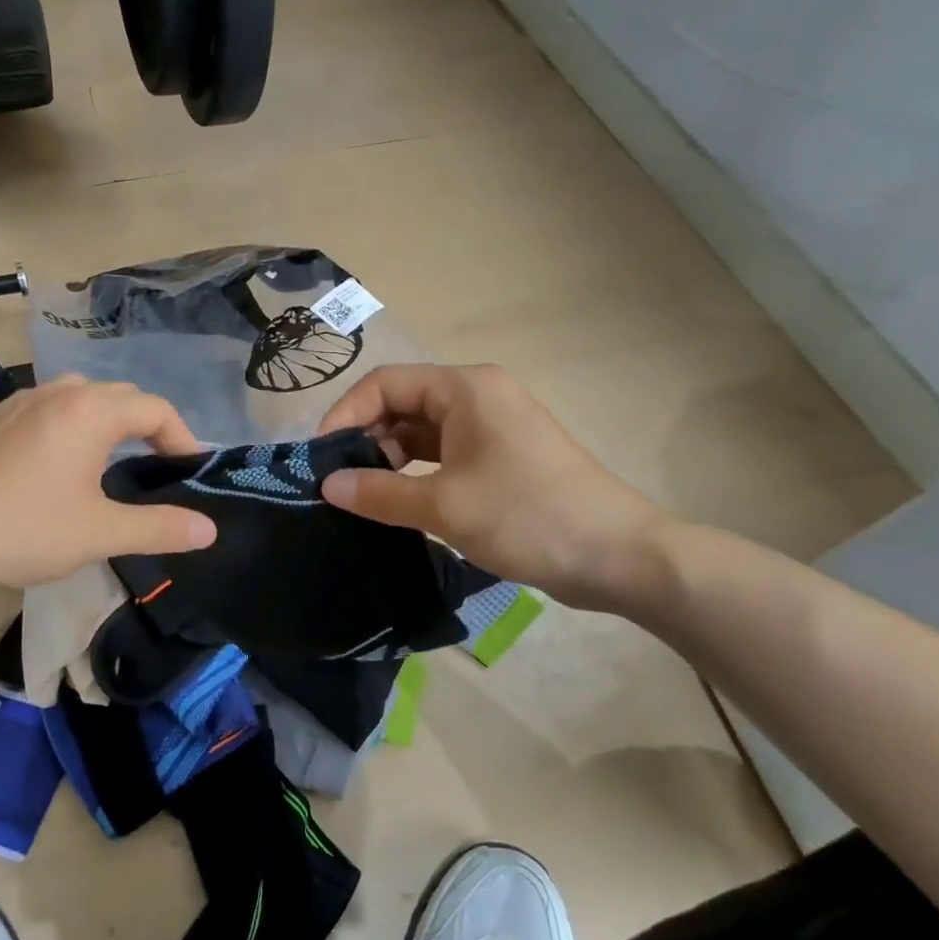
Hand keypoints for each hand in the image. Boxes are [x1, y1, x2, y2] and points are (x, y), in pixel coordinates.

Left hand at [0, 377, 216, 590]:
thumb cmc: (24, 530)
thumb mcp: (101, 534)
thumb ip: (160, 528)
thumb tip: (209, 529)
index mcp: (90, 411)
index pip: (155, 409)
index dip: (182, 438)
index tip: (190, 472)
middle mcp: (59, 393)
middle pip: (121, 396)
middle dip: (148, 426)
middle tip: (159, 467)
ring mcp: (21, 402)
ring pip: (82, 396)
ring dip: (109, 421)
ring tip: (115, 459)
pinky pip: (49, 408)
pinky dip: (73, 425)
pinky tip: (61, 463)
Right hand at [317, 364, 674, 611]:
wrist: (618, 556)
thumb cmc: (527, 516)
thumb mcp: (444, 506)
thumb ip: (378, 493)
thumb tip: (327, 486)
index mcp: (465, 389)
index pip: (385, 383)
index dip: (345, 414)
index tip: (320, 458)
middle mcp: (477, 397)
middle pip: (402, 403)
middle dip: (365, 438)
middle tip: (338, 481)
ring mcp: (491, 428)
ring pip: (421, 431)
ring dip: (389, 458)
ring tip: (363, 496)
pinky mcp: (500, 458)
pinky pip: (443, 454)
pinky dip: (415, 473)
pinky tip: (396, 502)